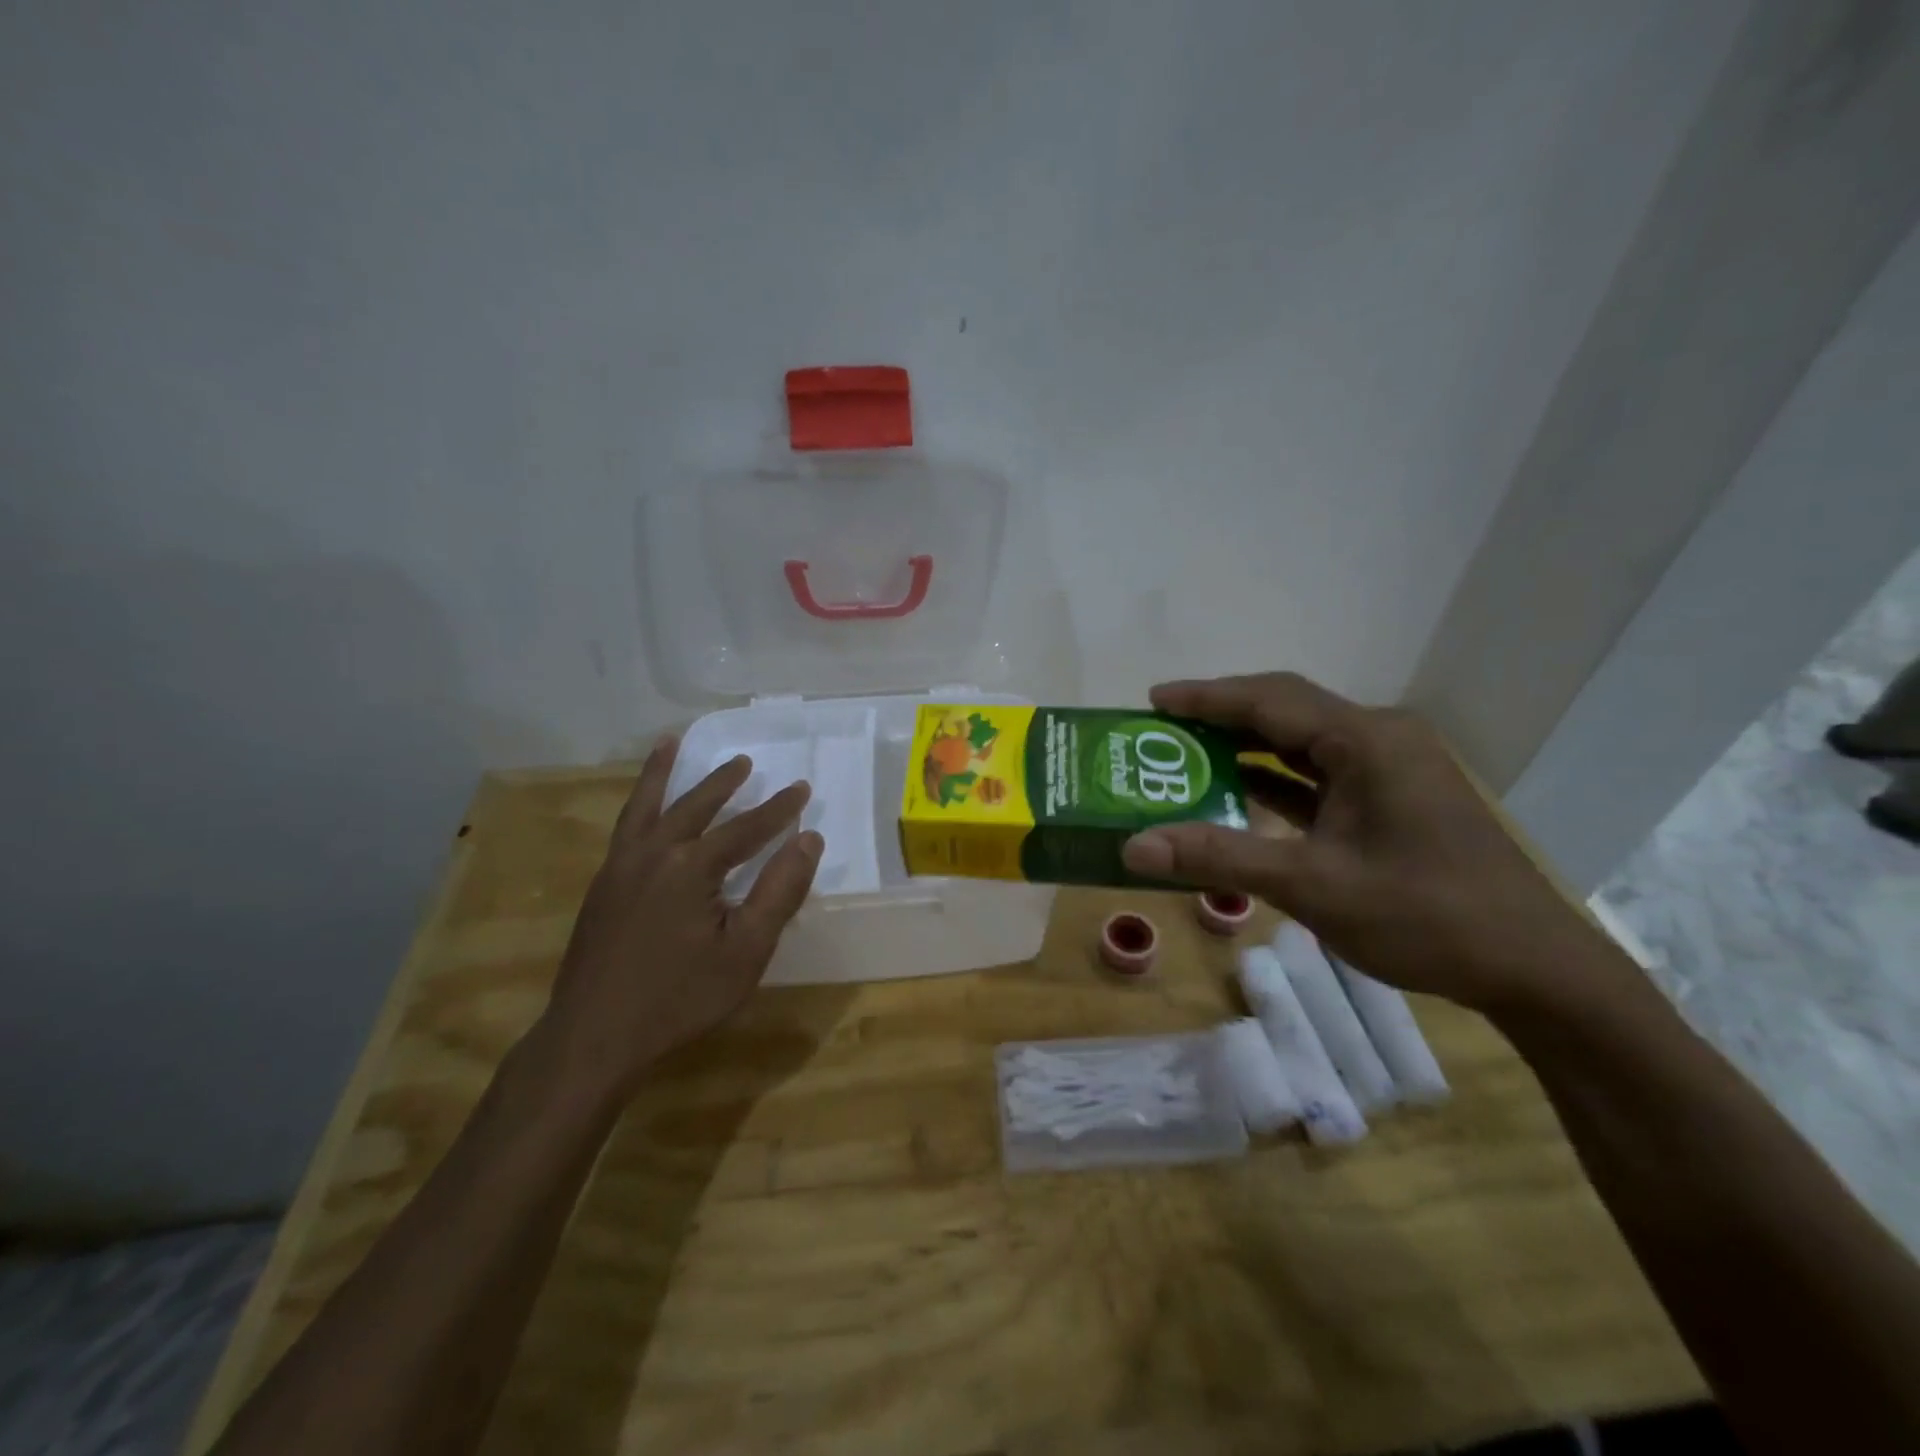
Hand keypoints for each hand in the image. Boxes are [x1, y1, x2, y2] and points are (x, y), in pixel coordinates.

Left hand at [534, 737, 820, 1104]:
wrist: (593, 1038)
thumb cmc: (680, 999)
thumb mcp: (745, 951)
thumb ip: (779, 892)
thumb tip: (808, 840)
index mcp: (692, 867)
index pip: (746, 828)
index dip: (778, 809)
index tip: (802, 789)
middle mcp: (654, 853)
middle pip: (696, 806)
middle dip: (724, 783)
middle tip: (745, 762)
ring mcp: (620, 867)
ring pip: (648, 806)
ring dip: (665, 774)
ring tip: (672, 743)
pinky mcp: (601, 885)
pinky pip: (624, 827)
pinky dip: (636, 803)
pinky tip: (643, 808)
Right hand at [1120, 673, 1627, 1014]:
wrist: (1531, 969)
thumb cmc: (1425, 916)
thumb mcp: (1312, 885)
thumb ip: (1220, 858)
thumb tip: (1134, 845)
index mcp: (1367, 741)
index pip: (1270, 700)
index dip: (1207, 697)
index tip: (1153, 699)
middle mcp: (1379, 739)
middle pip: (1286, 710)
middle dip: (1222, 717)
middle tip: (1163, 728)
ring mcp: (1389, 769)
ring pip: (1302, 742)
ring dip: (1247, 747)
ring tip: (1187, 754)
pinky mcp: (1391, 799)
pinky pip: (1320, 775)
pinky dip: (1275, 780)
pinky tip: (1238, 792)